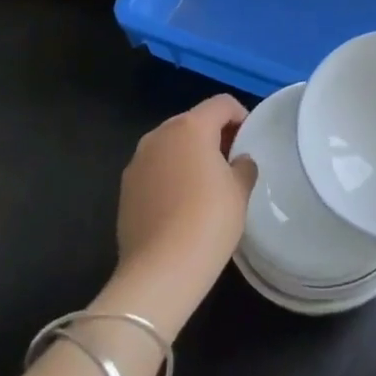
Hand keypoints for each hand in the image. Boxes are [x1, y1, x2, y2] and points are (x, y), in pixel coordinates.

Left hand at [110, 96, 256, 335]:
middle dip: (214, 135)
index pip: (221, 104)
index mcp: (190, 127)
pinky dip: (171, 175)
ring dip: (190, 155)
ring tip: (208, 185)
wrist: (160, 271)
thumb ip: (244, 166)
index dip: (241, 116)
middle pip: (193, 121)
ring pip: (171, 145)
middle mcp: (159, 136)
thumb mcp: (240, 190)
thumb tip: (238, 161)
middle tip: (232, 162)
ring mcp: (137, 162)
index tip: (250, 141)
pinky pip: (155, 169)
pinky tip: (183, 204)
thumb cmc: (209, 221)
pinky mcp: (125, 189)